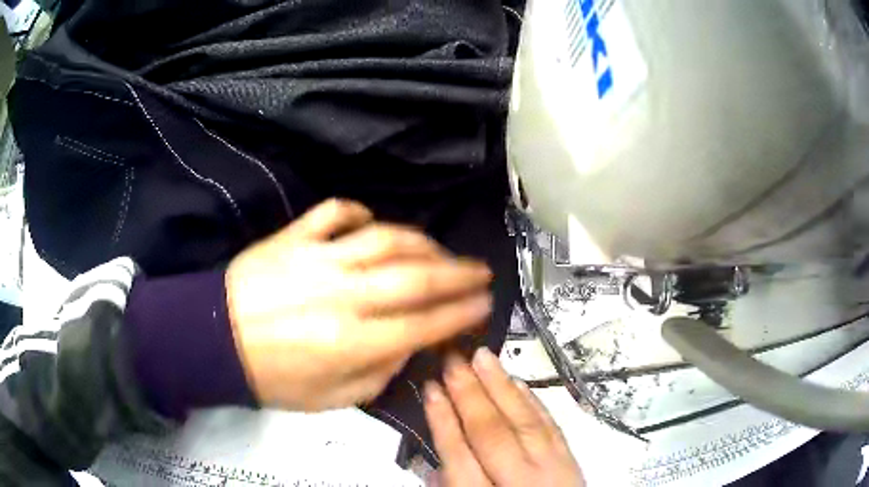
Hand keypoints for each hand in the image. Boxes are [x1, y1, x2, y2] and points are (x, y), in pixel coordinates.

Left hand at [226, 199, 492, 410]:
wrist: (215, 341)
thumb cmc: (273, 378)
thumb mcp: (332, 400)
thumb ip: (379, 375)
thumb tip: (409, 346)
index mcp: (352, 342)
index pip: (423, 324)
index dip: (461, 314)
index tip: (485, 304)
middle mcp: (343, 295)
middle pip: (416, 277)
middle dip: (458, 274)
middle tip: (482, 271)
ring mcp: (318, 258)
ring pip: (385, 239)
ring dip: (423, 242)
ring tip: (442, 251)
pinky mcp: (294, 237)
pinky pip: (334, 213)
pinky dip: (359, 212)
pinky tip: (373, 223)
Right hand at [424, 349, 584, 486]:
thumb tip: (436, 466)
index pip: (459, 459)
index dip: (443, 422)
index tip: (430, 388)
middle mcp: (523, 482)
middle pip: (492, 434)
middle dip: (469, 395)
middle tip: (452, 359)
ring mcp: (553, 469)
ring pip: (524, 422)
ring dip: (502, 387)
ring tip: (482, 357)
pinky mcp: (572, 461)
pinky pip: (551, 426)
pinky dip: (533, 403)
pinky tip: (519, 383)